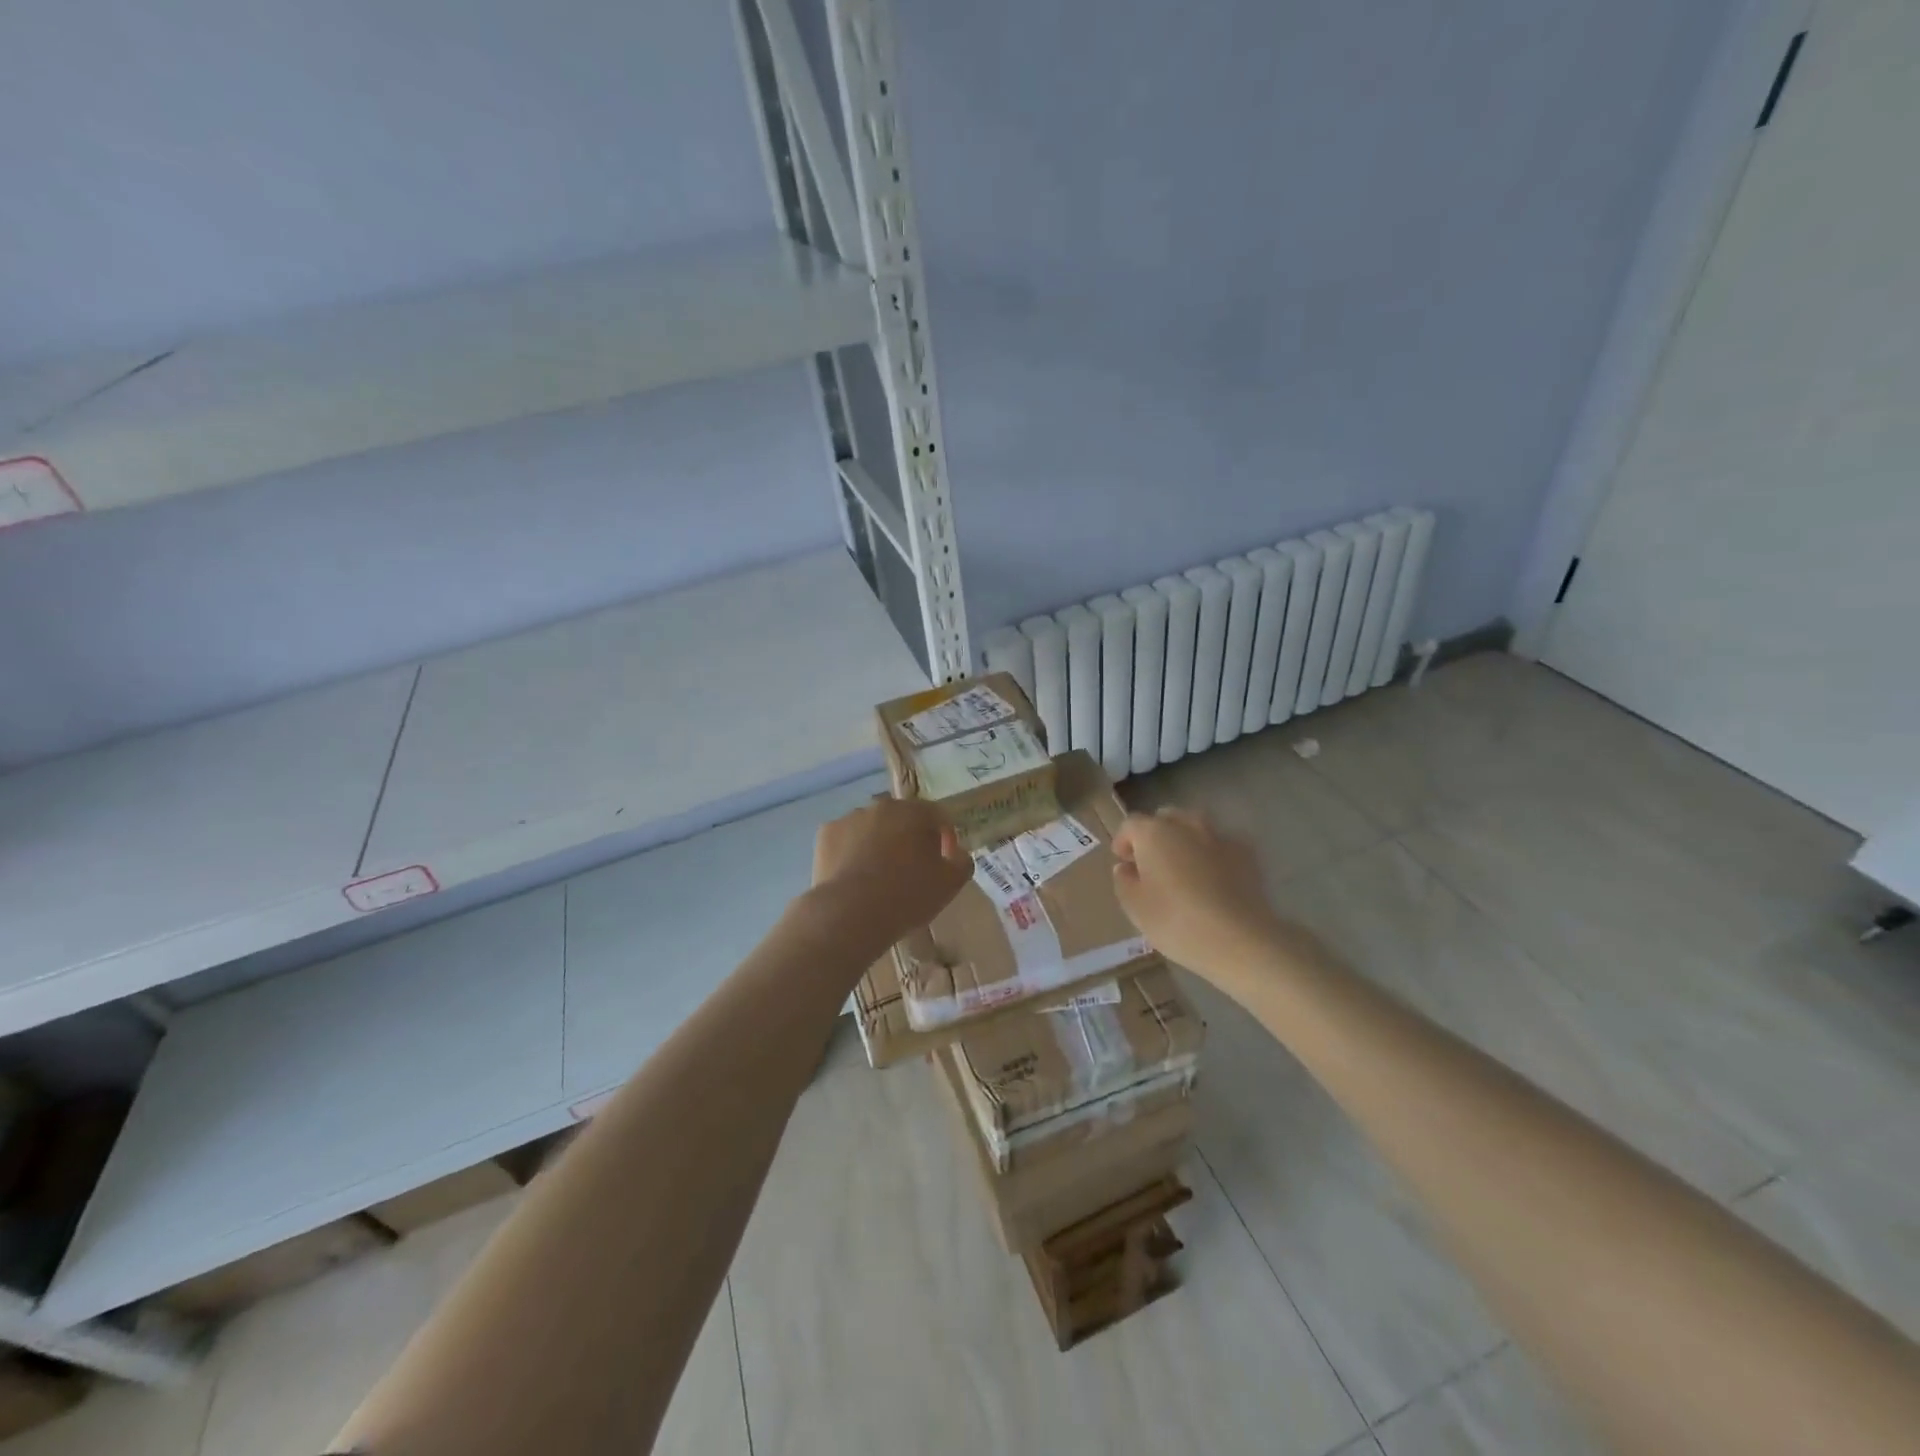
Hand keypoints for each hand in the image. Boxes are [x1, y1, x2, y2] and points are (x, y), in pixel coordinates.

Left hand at [811, 796, 971, 945]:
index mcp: (914, 812)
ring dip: (879, 842)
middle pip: (902, 818)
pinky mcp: (825, 834)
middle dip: (910, 837)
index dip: (945, 836)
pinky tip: (855, 877)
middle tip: (912, 869)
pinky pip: (847, 839)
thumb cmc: (907, 896)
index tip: (944, 859)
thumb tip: (956, 852)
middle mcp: (881, 806)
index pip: (937, 815)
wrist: (850, 914)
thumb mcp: (950, 884)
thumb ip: (962, 861)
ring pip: (872, 827)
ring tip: (879, 875)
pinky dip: (852, 851)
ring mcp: (850, 817)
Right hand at [1111, 807, 1296, 982]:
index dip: (1123, 841)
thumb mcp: (1135, 907)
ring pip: (1195, 827)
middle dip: (1155, 835)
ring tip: (1183, 868)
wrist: (1239, 939)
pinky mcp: (1246, 854)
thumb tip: (1126, 867)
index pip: (1131, 824)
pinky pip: (1220, 846)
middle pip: (1165, 819)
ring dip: (1184, 841)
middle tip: (1152, 863)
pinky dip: (1211, 855)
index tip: (1123, 862)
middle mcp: (1186, 825)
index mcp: (1153, 833)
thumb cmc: (1176, 921)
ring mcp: (1219, 836)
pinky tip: (1213, 879)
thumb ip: (1124, 881)